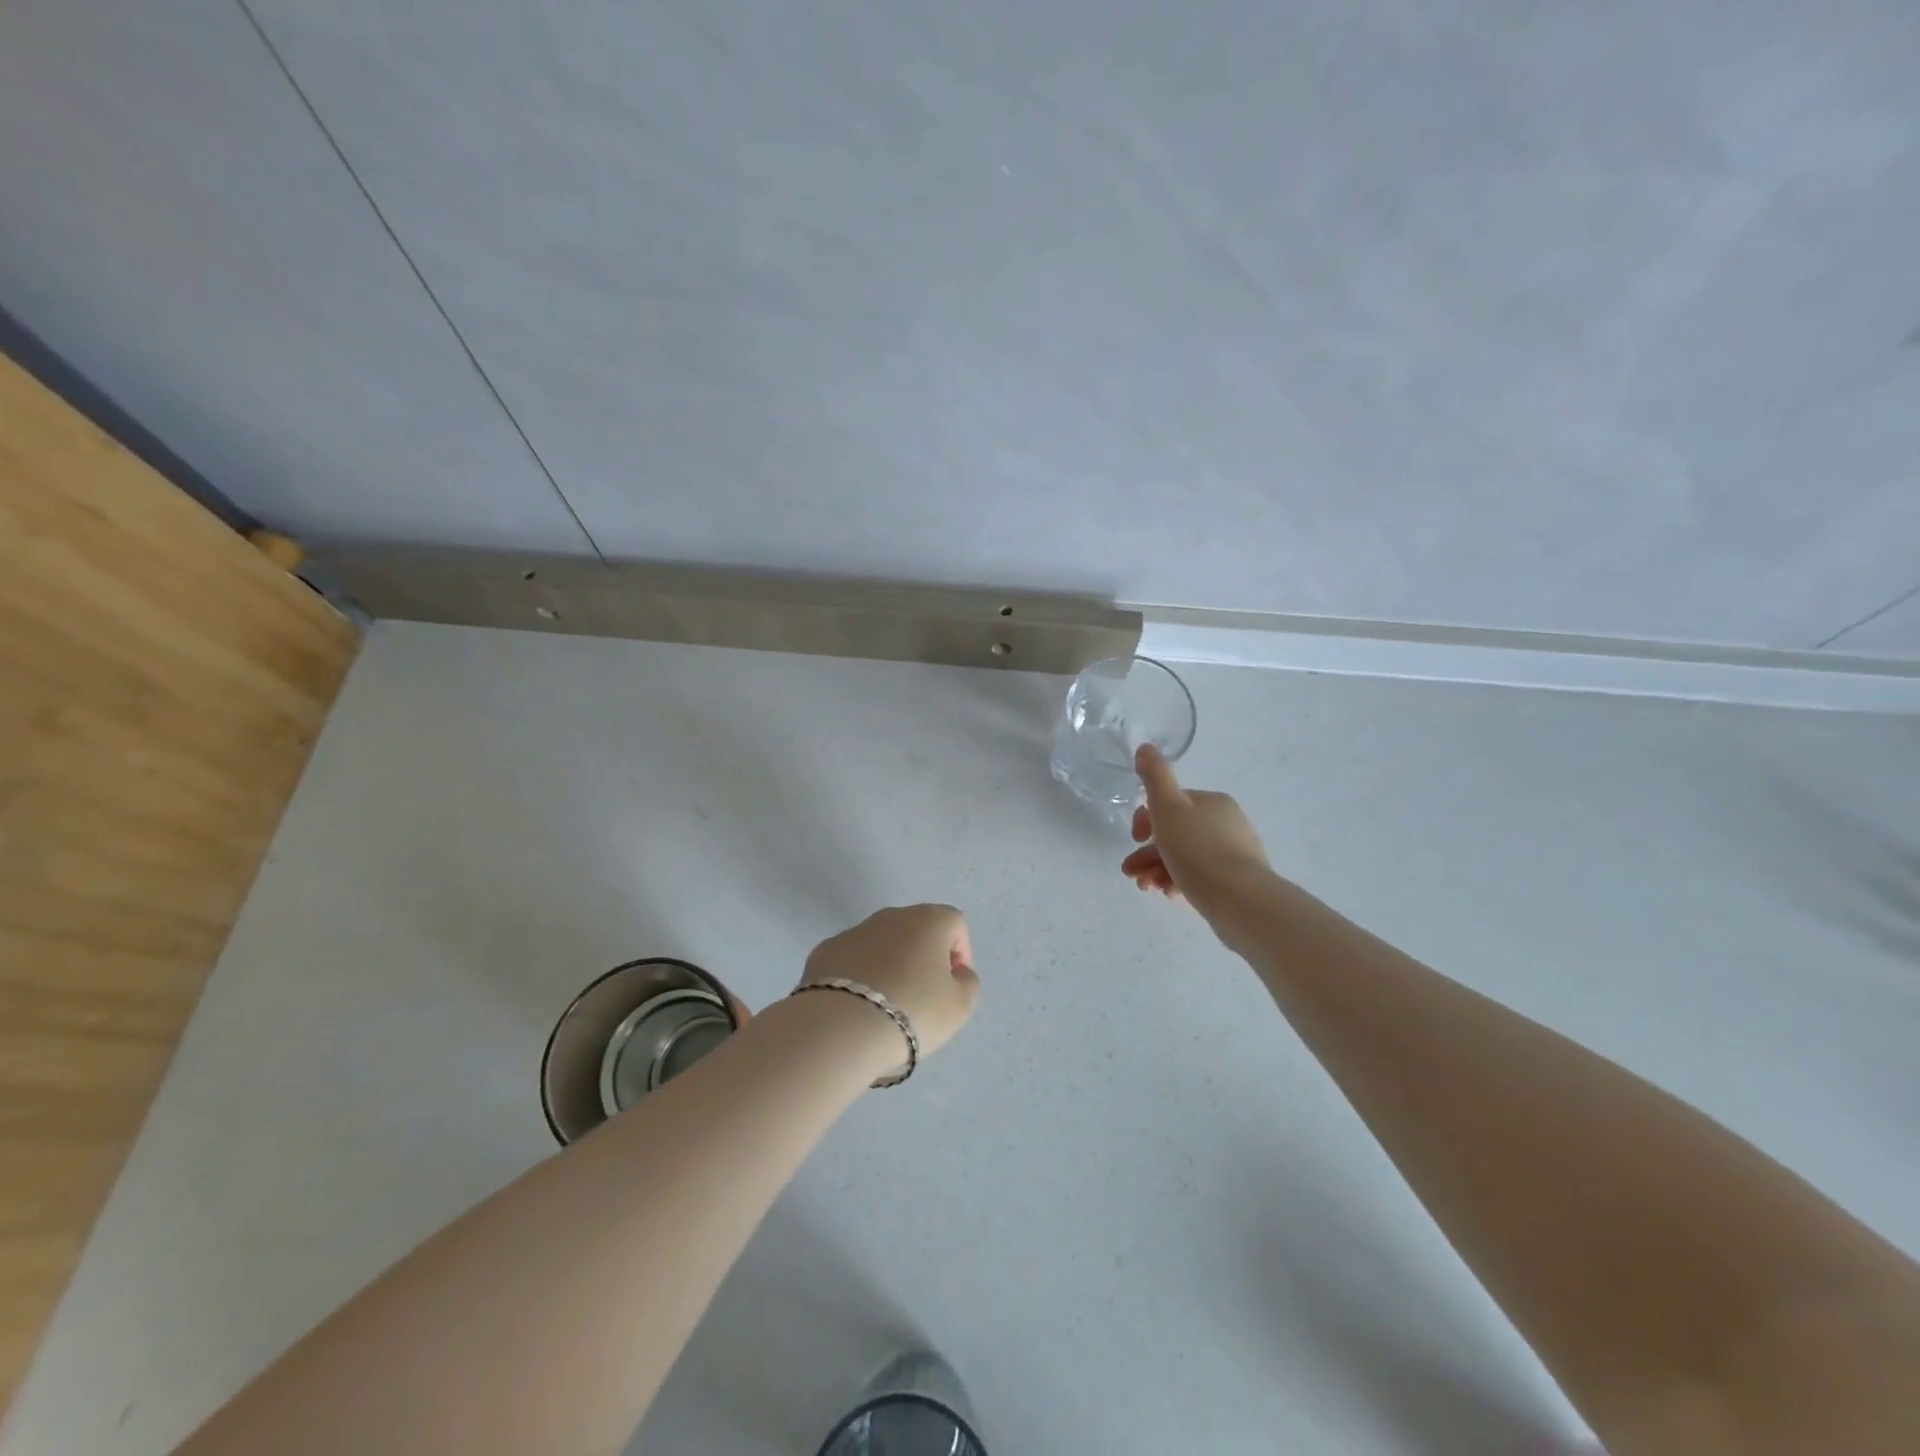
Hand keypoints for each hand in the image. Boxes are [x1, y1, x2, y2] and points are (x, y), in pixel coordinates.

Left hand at [799, 905, 979, 1060]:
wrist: (842, 1027)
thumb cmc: (913, 1011)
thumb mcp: (960, 1006)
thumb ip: (967, 982)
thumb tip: (956, 973)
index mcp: (928, 920)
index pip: (954, 924)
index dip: (960, 953)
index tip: (954, 985)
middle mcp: (891, 916)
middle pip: (916, 930)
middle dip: (923, 957)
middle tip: (923, 996)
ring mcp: (853, 931)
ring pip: (881, 944)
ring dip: (889, 966)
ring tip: (887, 1006)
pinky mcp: (824, 951)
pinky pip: (851, 960)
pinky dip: (859, 977)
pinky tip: (857, 1007)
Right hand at [1121, 745, 1271, 922]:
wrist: (1240, 900)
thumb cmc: (1197, 850)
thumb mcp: (1169, 807)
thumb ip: (1155, 776)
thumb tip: (1146, 747)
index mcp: (1212, 802)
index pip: (1170, 804)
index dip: (1145, 819)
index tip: (1135, 839)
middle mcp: (1227, 823)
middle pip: (1175, 833)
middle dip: (1148, 852)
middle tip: (1131, 872)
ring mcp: (1234, 854)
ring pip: (1185, 857)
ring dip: (1158, 870)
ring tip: (1147, 889)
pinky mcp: (1237, 882)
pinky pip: (1200, 877)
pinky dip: (1179, 883)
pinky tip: (1170, 895)